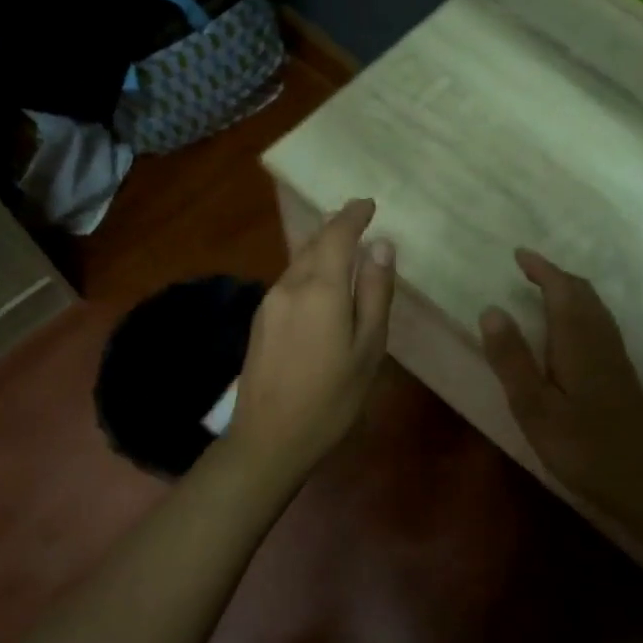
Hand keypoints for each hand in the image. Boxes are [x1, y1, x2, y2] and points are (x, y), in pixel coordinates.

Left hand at [226, 199, 394, 485]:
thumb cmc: (331, 398)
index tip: (369, 203)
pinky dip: (309, 271)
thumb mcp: (368, 349)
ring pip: (299, 262)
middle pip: (314, 244)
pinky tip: (320, 284)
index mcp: (321, 289)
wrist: (268, 438)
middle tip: (357, 219)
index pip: (337, 236)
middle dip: (335, 227)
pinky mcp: (260, 321)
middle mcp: (290, 286)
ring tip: (343, 247)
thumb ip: (375, 294)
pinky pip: (289, 282)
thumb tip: (382, 247)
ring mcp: (269, 303)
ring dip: (321, 249)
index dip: (353, 215)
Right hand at [479, 250, 642, 513]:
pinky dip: (581, 309)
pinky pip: (600, 323)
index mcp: (578, 340)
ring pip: (594, 307)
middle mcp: (601, 338)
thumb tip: (491, 309)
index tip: (519, 255)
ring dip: (570, 291)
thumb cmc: (582, 446)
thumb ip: (512, 358)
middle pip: (582, 293)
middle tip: (528, 270)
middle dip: (555, 275)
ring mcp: (616, 355)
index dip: (541, 269)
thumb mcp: (534, 406)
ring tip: (545, 291)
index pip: (561, 289)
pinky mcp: (621, 373)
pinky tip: (571, 331)